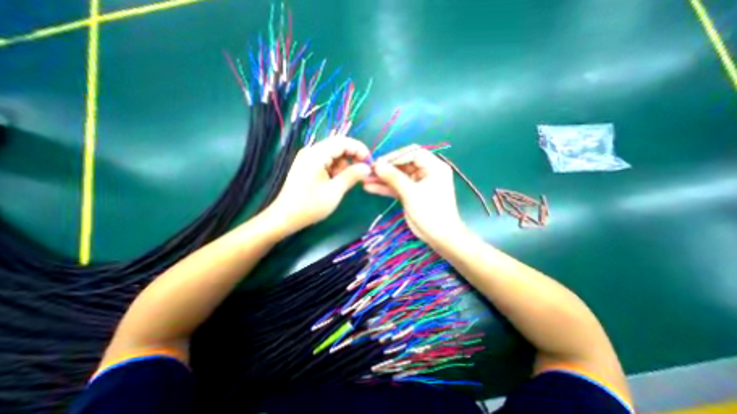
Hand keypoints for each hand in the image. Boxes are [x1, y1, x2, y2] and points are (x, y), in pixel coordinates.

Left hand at [266, 136, 374, 232]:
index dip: (359, 149)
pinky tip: (337, 181)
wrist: (285, 217)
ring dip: (344, 165)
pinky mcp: (308, 166)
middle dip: (353, 157)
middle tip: (363, 171)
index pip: (343, 142)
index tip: (370, 162)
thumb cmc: (310, 206)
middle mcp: (311, 151)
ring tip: (348, 181)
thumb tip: (367, 168)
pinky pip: (327, 161)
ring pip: (333, 154)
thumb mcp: (334, 192)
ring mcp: (308, 158)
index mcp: (316, 154)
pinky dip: (336, 169)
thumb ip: (352, 176)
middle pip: (338, 146)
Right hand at [364, 145, 465, 241]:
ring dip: (382, 178)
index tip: (379, 162)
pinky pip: (397, 187)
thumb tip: (377, 165)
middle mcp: (426, 172)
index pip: (413, 153)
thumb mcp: (411, 193)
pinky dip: (385, 188)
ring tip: (365, 180)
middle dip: (386, 168)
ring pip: (398, 176)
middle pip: (403, 164)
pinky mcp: (411, 193)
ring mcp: (417, 183)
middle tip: (369, 171)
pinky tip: (370, 188)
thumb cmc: (430, 212)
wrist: (439, 237)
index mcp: (434, 167)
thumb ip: (394, 178)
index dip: (395, 156)